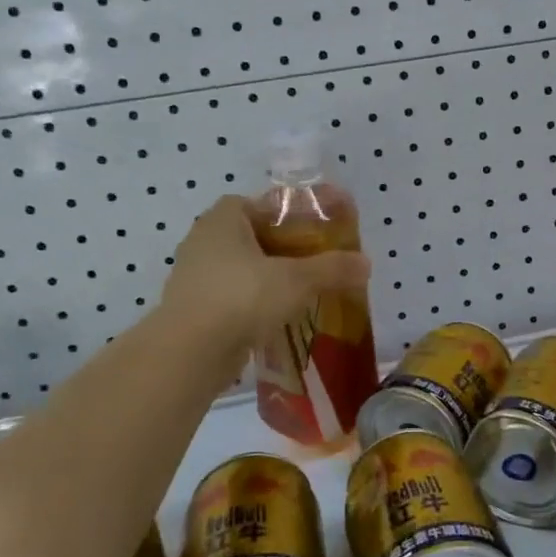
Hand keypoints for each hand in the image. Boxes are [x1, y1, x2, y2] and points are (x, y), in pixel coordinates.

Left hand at [160, 197, 370, 380]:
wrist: (189, 352)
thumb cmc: (242, 297)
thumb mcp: (297, 280)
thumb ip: (332, 268)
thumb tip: (366, 263)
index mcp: (223, 219)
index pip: (259, 204)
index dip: (287, 215)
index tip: (312, 233)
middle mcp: (203, 240)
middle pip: (251, 236)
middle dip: (281, 249)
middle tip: (312, 264)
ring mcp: (193, 276)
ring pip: (240, 269)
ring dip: (266, 278)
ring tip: (299, 293)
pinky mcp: (192, 308)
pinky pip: (230, 297)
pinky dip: (252, 303)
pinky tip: (275, 318)